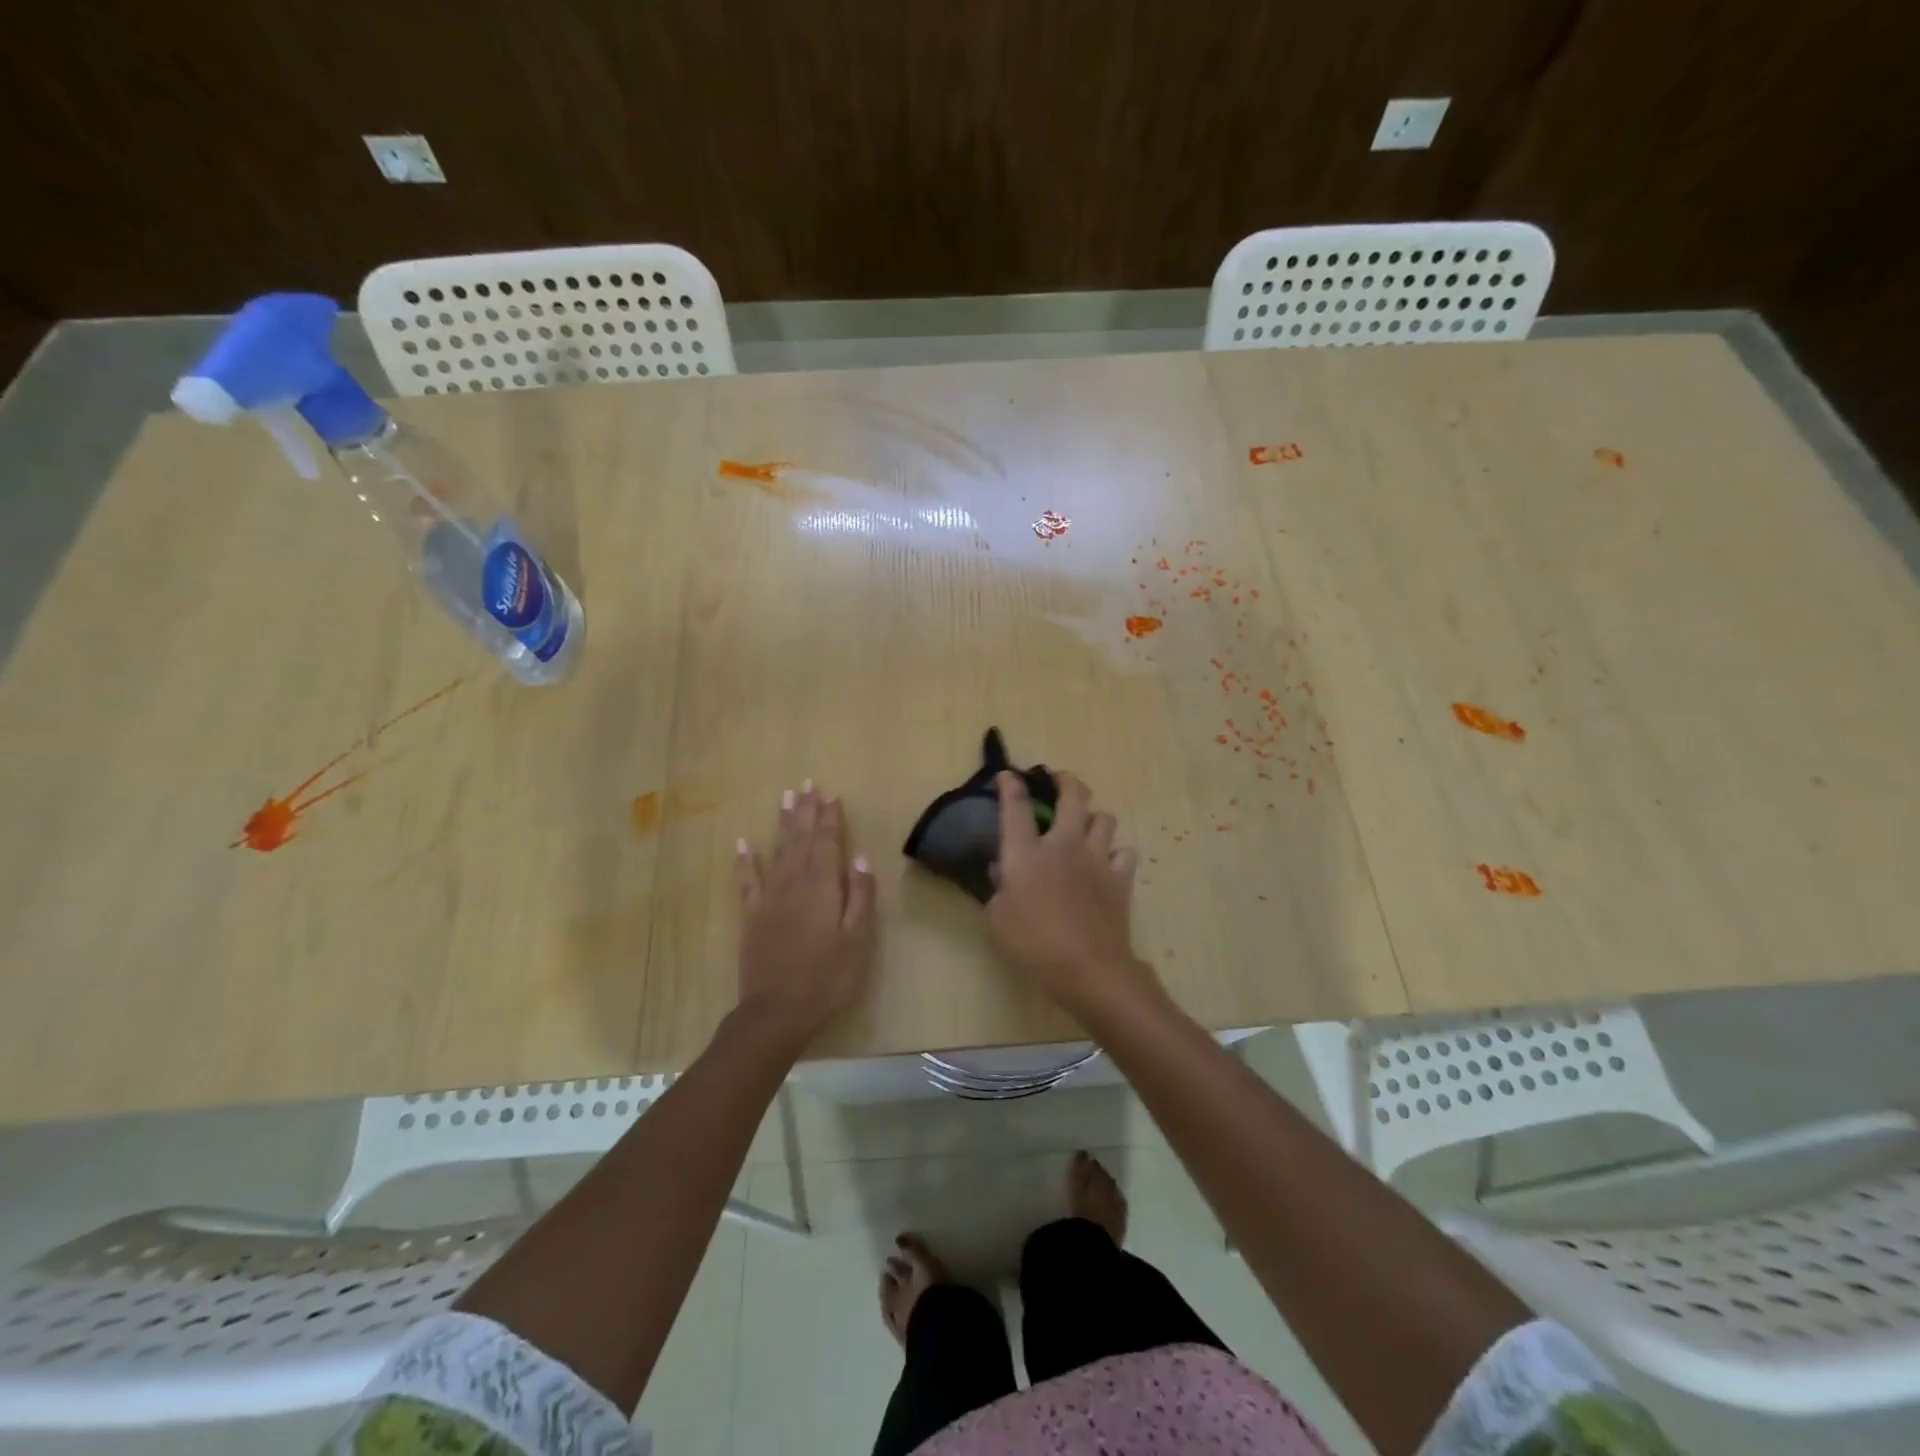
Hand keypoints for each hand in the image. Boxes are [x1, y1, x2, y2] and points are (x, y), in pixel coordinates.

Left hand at [735, 781, 877, 1043]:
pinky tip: (742, 843)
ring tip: (786, 798)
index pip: (828, 842)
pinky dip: (746, 860)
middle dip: (806, 810)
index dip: (831, 818)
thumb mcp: (857, 939)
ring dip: (783, 823)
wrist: (777, 1011)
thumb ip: (859, 896)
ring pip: (778, 850)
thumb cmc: (827, 977)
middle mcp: (794, 882)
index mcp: (823, 886)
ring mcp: (769, 897)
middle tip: (808, 784)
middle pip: (801, 839)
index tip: (833, 795)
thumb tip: (859, 858)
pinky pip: (747, 880)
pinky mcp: (752, 915)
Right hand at [987, 771, 1161, 1017]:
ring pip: (1104, 818)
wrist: (1088, 967)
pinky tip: (1108, 864)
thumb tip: (1003, 873)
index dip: (1010, 785)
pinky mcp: (1120, 878)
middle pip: (1072, 796)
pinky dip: (1117, 854)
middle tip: (1059, 780)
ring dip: (1093, 817)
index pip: (1015, 807)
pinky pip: (1125, 853)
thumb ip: (997, 890)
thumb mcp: (997, 919)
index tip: (1007, 775)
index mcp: (1026, 853)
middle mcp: (1063, 845)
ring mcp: (1097, 859)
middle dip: (1065, 781)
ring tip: (1086, 825)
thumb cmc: (1033, 944)